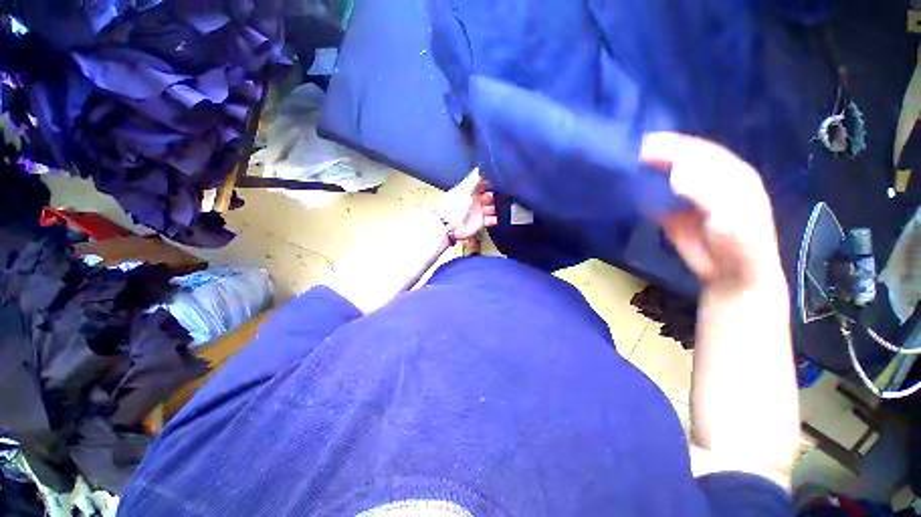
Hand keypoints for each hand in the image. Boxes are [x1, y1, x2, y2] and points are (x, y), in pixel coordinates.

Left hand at [435, 169, 498, 241]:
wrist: (448, 227)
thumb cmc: (452, 207)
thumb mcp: (464, 189)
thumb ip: (474, 179)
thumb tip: (480, 167)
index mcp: (467, 190)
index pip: (480, 183)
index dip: (488, 181)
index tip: (497, 178)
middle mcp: (473, 200)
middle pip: (487, 195)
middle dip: (495, 194)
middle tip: (502, 192)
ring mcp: (476, 211)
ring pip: (491, 207)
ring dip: (496, 206)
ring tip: (502, 204)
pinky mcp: (479, 222)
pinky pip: (490, 220)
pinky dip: (495, 219)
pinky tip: (498, 217)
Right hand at [640, 132, 783, 289]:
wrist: (731, 272)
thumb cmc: (741, 243)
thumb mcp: (730, 214)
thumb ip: (706, 191)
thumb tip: (675, 174)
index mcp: (731, 173)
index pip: (700, 151)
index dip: (675, 145)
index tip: (647, 143)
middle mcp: (710, 179)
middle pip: (681, 160)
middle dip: (659, 153)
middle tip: (632, 151)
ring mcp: (690, 196)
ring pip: (667, 176)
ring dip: (648, 170)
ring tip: (627, 164)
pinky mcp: (673, 213)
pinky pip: (656, 198)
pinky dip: (642, 192)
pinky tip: (630, 187)